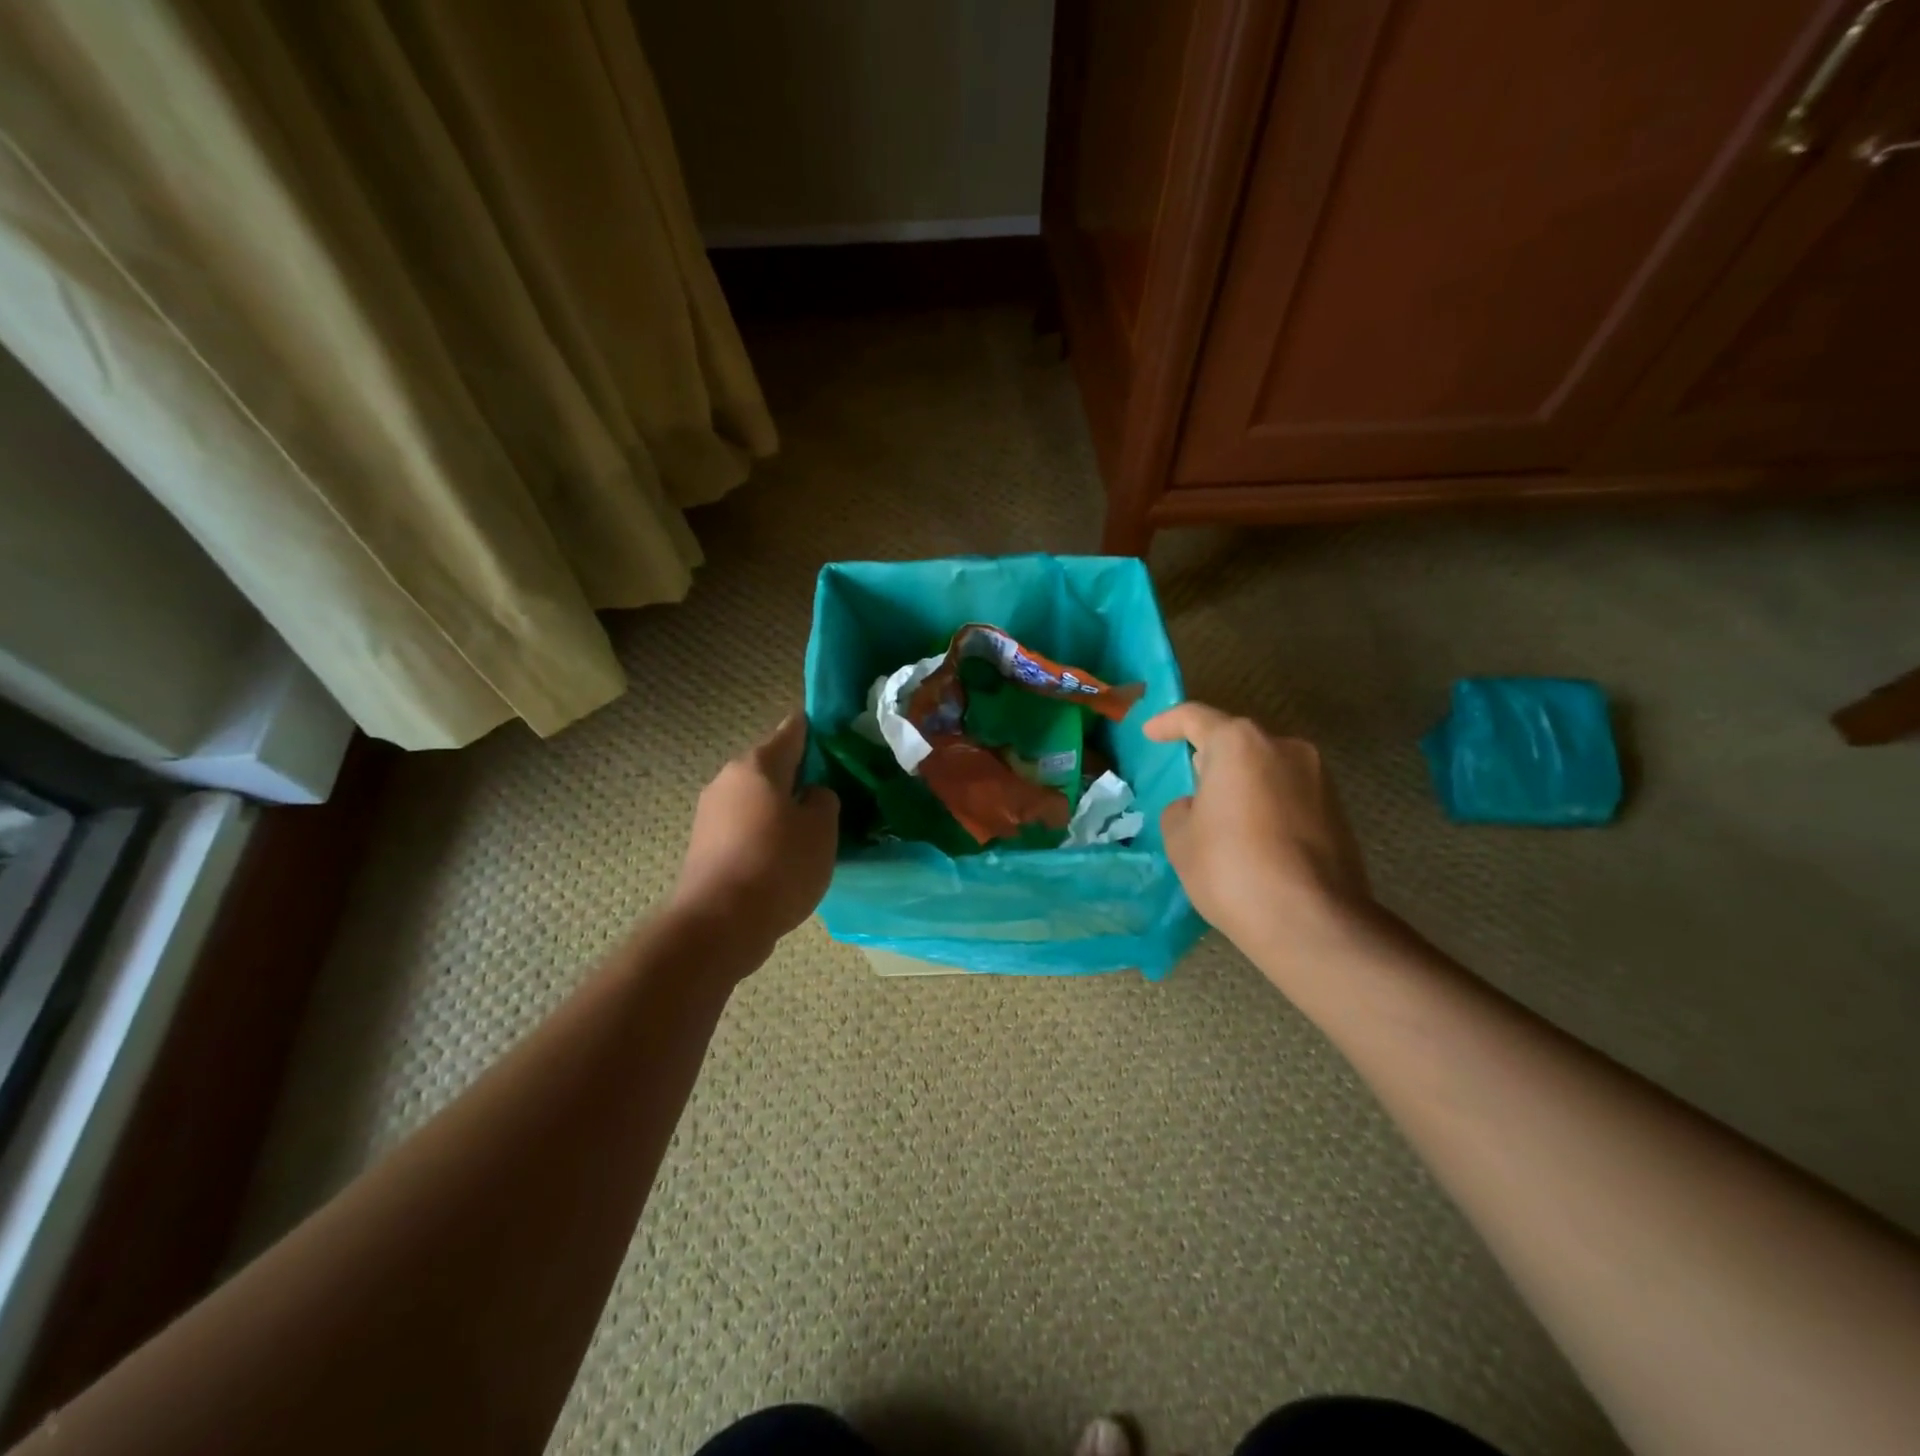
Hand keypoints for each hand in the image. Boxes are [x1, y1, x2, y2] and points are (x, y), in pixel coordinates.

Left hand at [671, 713, 839, 951]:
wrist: (719, 924)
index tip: (834, 731)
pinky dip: (765, 832)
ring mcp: (711, 814)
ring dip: (781, 806)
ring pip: (757, 798)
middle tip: (832, 788)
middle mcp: (728, 780)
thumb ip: (823, 800)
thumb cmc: (778, 865)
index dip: (814, 728)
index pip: (792, 731)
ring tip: (812, 826)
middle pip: (771, 766)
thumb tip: (810, 795)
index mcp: (757, 765)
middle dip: (799, 773)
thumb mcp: (821, 829)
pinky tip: (784, 854)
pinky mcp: (704, 846)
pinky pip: (745, 826)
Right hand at [1144, 703, 1371, 964]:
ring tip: (1222, 819)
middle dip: (1210, 758)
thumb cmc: (1230, 869)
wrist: (1310, 921)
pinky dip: (1267, 804)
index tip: (1151, 733)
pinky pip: (1288, 793)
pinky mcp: (1338, 809)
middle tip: (1189, 785)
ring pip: (1265, 768)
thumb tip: (1200, 806)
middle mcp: (1283, 747)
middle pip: (1236, 741)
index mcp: (1238, 744)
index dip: (1168, 723)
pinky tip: (1253, 838)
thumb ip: (1181, 809)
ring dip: (1242, 783)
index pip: (1195, 717)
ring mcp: (1318, 777)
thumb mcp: (1180, 838)